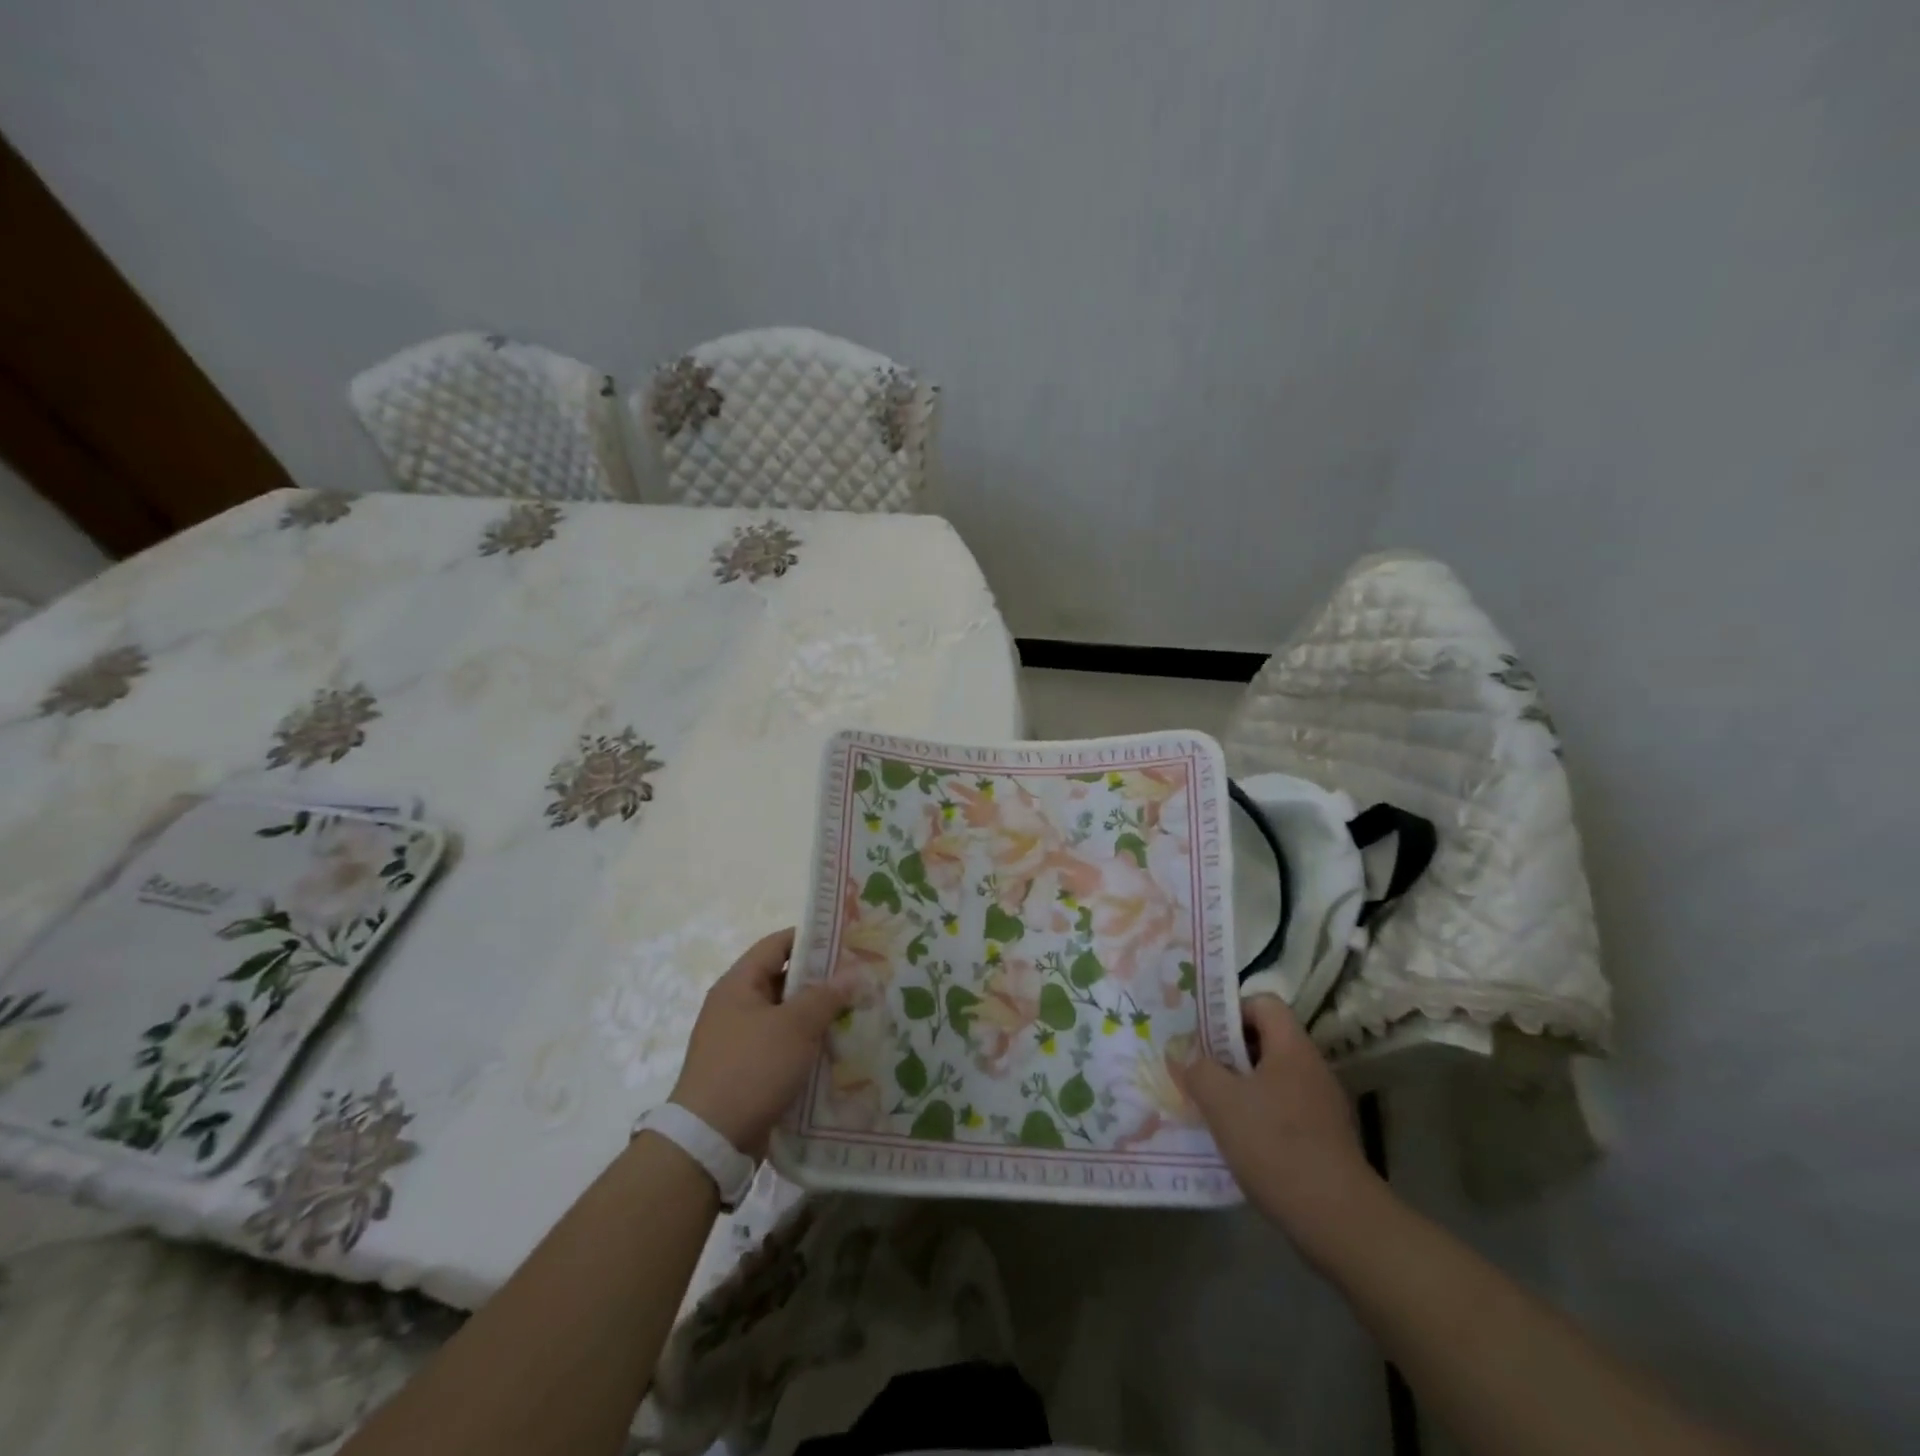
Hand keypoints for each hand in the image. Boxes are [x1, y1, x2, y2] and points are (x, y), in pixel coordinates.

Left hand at [670, 928, 851, 1156]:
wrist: (709, 1141)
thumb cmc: (751, 1068)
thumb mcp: (795, 1026)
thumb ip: (826, 995)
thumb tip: (854, 972)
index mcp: (738, 984)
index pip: (778, 944)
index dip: (812, 938)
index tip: (847, 941)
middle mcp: (736, 1006)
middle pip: (784, 980)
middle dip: (822, 981)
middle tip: (861, 980)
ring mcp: (740, 1041)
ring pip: (786, 1017)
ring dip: (818, 1017)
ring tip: (857, 1015)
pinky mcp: (747, 1072)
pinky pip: (783, 1048)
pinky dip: (807, 1047)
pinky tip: (837, 1053)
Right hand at [1176, 994, 1383, 1264]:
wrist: (1337, 1219)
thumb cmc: (1275, 1145)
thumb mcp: (1221, 1101)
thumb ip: (1198, 1069)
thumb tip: (1186, 1057)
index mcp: (1292, 1047)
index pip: (1263, 1003)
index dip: (1231, 1010)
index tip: (1203, 1035)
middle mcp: (1312, 1067)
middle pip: (1267, 1039)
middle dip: (1229, 1050)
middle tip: (1198, 1067)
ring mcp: (1322, 1104)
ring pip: (1273, 1077)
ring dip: (1242, 1084)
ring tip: (1212, 1104)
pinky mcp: (1325, 1137)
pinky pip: (1284, 1108)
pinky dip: (1259, 1114)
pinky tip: (1239, 1139)